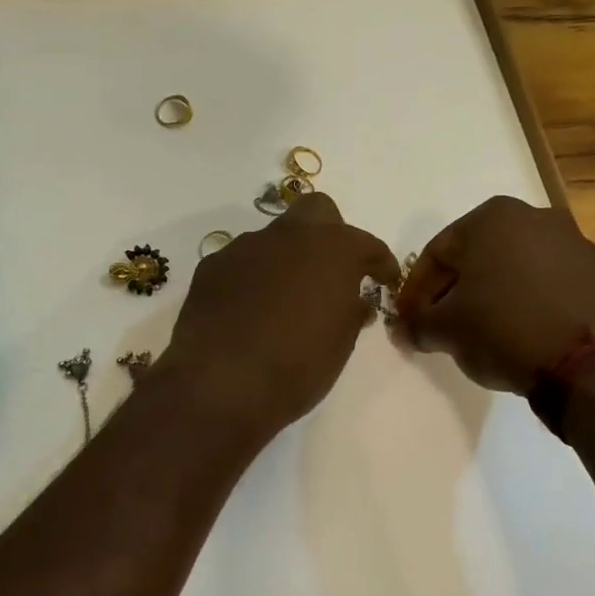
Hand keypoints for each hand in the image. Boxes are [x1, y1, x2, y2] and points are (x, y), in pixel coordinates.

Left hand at [161, 194, 400, 437]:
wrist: (220, 383)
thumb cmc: (296, 367)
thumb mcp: (340, 345)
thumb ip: (351, 312)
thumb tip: (353, 300)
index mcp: (332, 250)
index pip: (366, 244)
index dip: (379, 262)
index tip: (383, 280)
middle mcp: (288, 236)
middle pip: (317, 212)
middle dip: (330, 234)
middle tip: (333, 271)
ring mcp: (245, 247)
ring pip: (275, 238)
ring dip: (287, 259)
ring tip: (286, 299)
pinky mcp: (211, 266)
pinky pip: (242, 262)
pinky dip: (253, 278)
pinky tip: (250, 309)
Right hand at [397, 195, 594, 394]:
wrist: (593, 363)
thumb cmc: (504, 329)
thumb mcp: (445, 330)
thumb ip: (416, 324)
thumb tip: (405, 329)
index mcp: (491, 217)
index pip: (436, 254)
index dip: (416, 291)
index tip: (409, 321)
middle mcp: (534, 216)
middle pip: (478, 256)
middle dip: (457, 289)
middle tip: (444, 325)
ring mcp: (575, 242)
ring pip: (517, 267)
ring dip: (497, 294)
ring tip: (486, 332)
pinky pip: (552, 284)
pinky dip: (534, 301)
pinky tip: (527, 332)